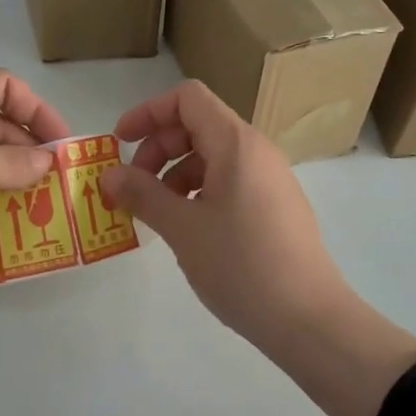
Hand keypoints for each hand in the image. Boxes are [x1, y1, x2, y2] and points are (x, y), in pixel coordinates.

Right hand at [99, 81, 415, 415]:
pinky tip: (186, 228)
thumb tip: (108, 175)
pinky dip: (198, 192)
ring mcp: (269, 179)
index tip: (120, 143)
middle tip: (133, 188)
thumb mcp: (183, 229)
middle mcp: (256, 151)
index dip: (148, 112)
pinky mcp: (274, 206)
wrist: (307, 317)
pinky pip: (228, 182)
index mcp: (236, 144)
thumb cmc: (241, 265)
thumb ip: (142, 195)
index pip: (187, 98)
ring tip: (156, 214)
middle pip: (197, 125)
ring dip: (174, 174)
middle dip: (157, 148)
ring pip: (211, 156)